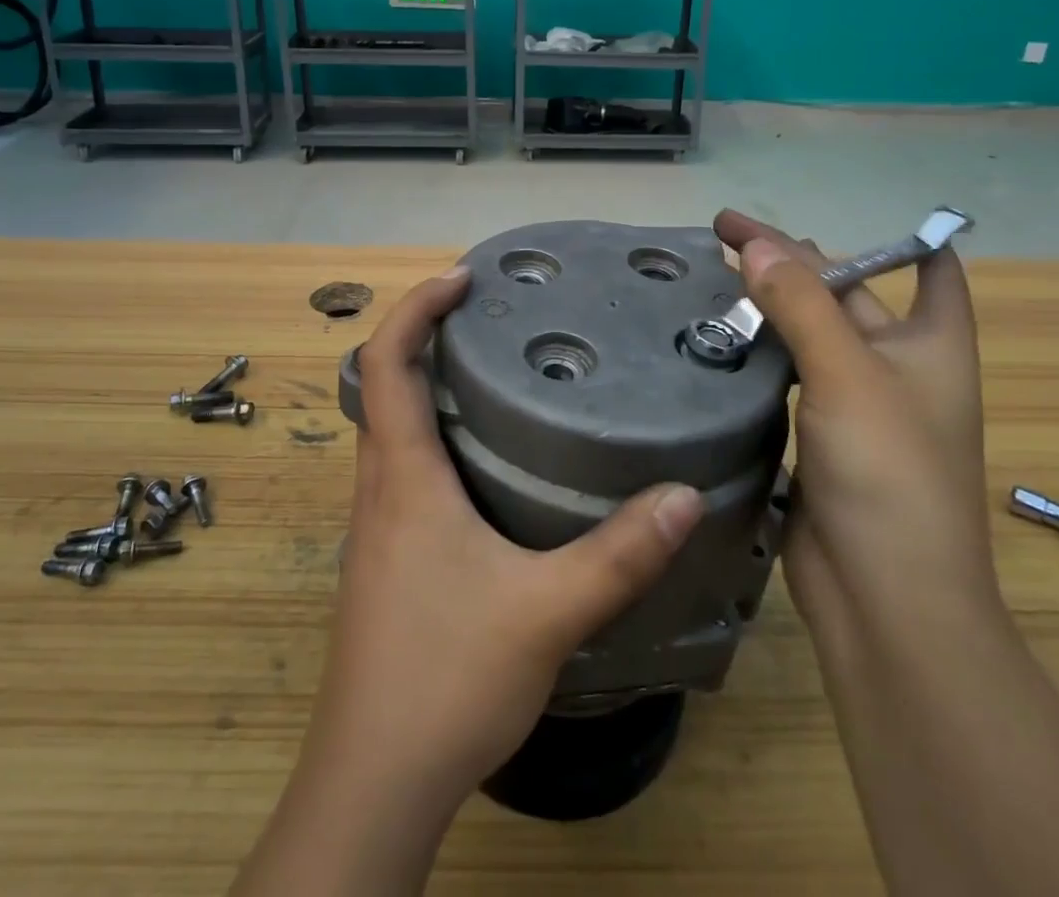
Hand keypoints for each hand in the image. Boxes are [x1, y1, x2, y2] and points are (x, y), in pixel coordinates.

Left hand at [300, 264, 705, 809]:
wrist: (375, 779)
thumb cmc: (445, 676)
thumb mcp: (546, 612)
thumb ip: (619, 554)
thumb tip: (684, 494)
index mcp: (403, 476)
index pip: (385, 362)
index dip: (415, 307)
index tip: (461, 278)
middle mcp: (379, 487)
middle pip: (384, 385)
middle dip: (426, 335)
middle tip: (490, 315)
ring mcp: (376, 524)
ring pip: (391, 428)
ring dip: (429, 386)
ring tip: (495, 372)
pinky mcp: (386, 556)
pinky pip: (402, 469)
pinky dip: (433, 436)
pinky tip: (487, 462)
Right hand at [712, 211, 997, 631]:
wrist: (885, 601)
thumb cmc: (890, 474)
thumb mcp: (848, 375)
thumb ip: (801, 304)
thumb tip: (758, 245)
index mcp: (931, 344)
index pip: (933, 272)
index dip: (903, 239)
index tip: (845, 214)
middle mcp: (897, 367)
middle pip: (845, 294)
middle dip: (794, 262)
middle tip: (725, 235)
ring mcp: (854, 405)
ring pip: (808, 336)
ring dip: (768, 307)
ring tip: (712, 275)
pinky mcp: (816, 436)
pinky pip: (785, 377)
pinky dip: (756, 352)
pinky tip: (716, 338)